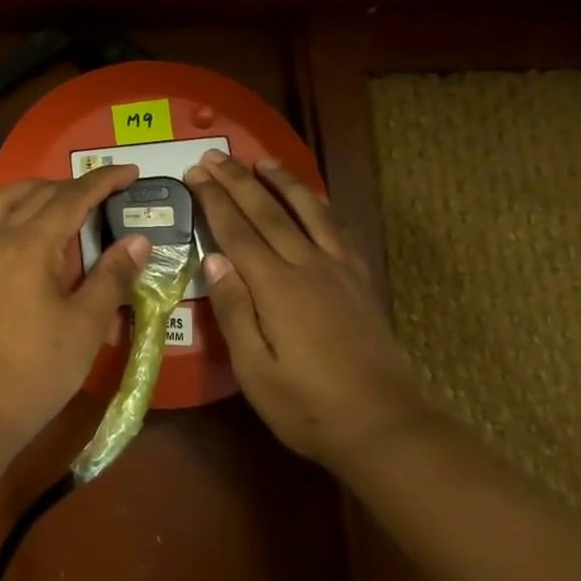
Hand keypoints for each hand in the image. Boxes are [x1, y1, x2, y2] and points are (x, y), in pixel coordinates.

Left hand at [0, 165, 151, 448]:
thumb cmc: (39, 368)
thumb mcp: (86, 323)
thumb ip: (112, 275)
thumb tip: (139, 240)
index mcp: (28, 245)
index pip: (71, 198)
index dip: (103, 182)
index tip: (132, 172)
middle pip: (37, 193)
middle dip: (74, 186)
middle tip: (108, 193)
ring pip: (5, 200)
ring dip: (38, 191)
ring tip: (67, 201)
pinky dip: (15, 210)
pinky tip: (34, 232)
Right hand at [184, 150, 425, 469]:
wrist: (385, 425)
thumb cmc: (308, 406)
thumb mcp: (255, 369)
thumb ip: (233, 310)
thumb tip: (213, 259)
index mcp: (277, 288)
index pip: (238, 233)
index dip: (214, 201)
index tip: (196, 173)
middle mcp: (308, 266)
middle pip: (268, 213)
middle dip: (238, 181)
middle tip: (215, 155)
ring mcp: (339, 271)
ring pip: (308, 212)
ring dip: (283, 182)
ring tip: (263, 159)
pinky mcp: (360, 281)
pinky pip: (338, 229)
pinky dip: (320, 206)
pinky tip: (313, 199)